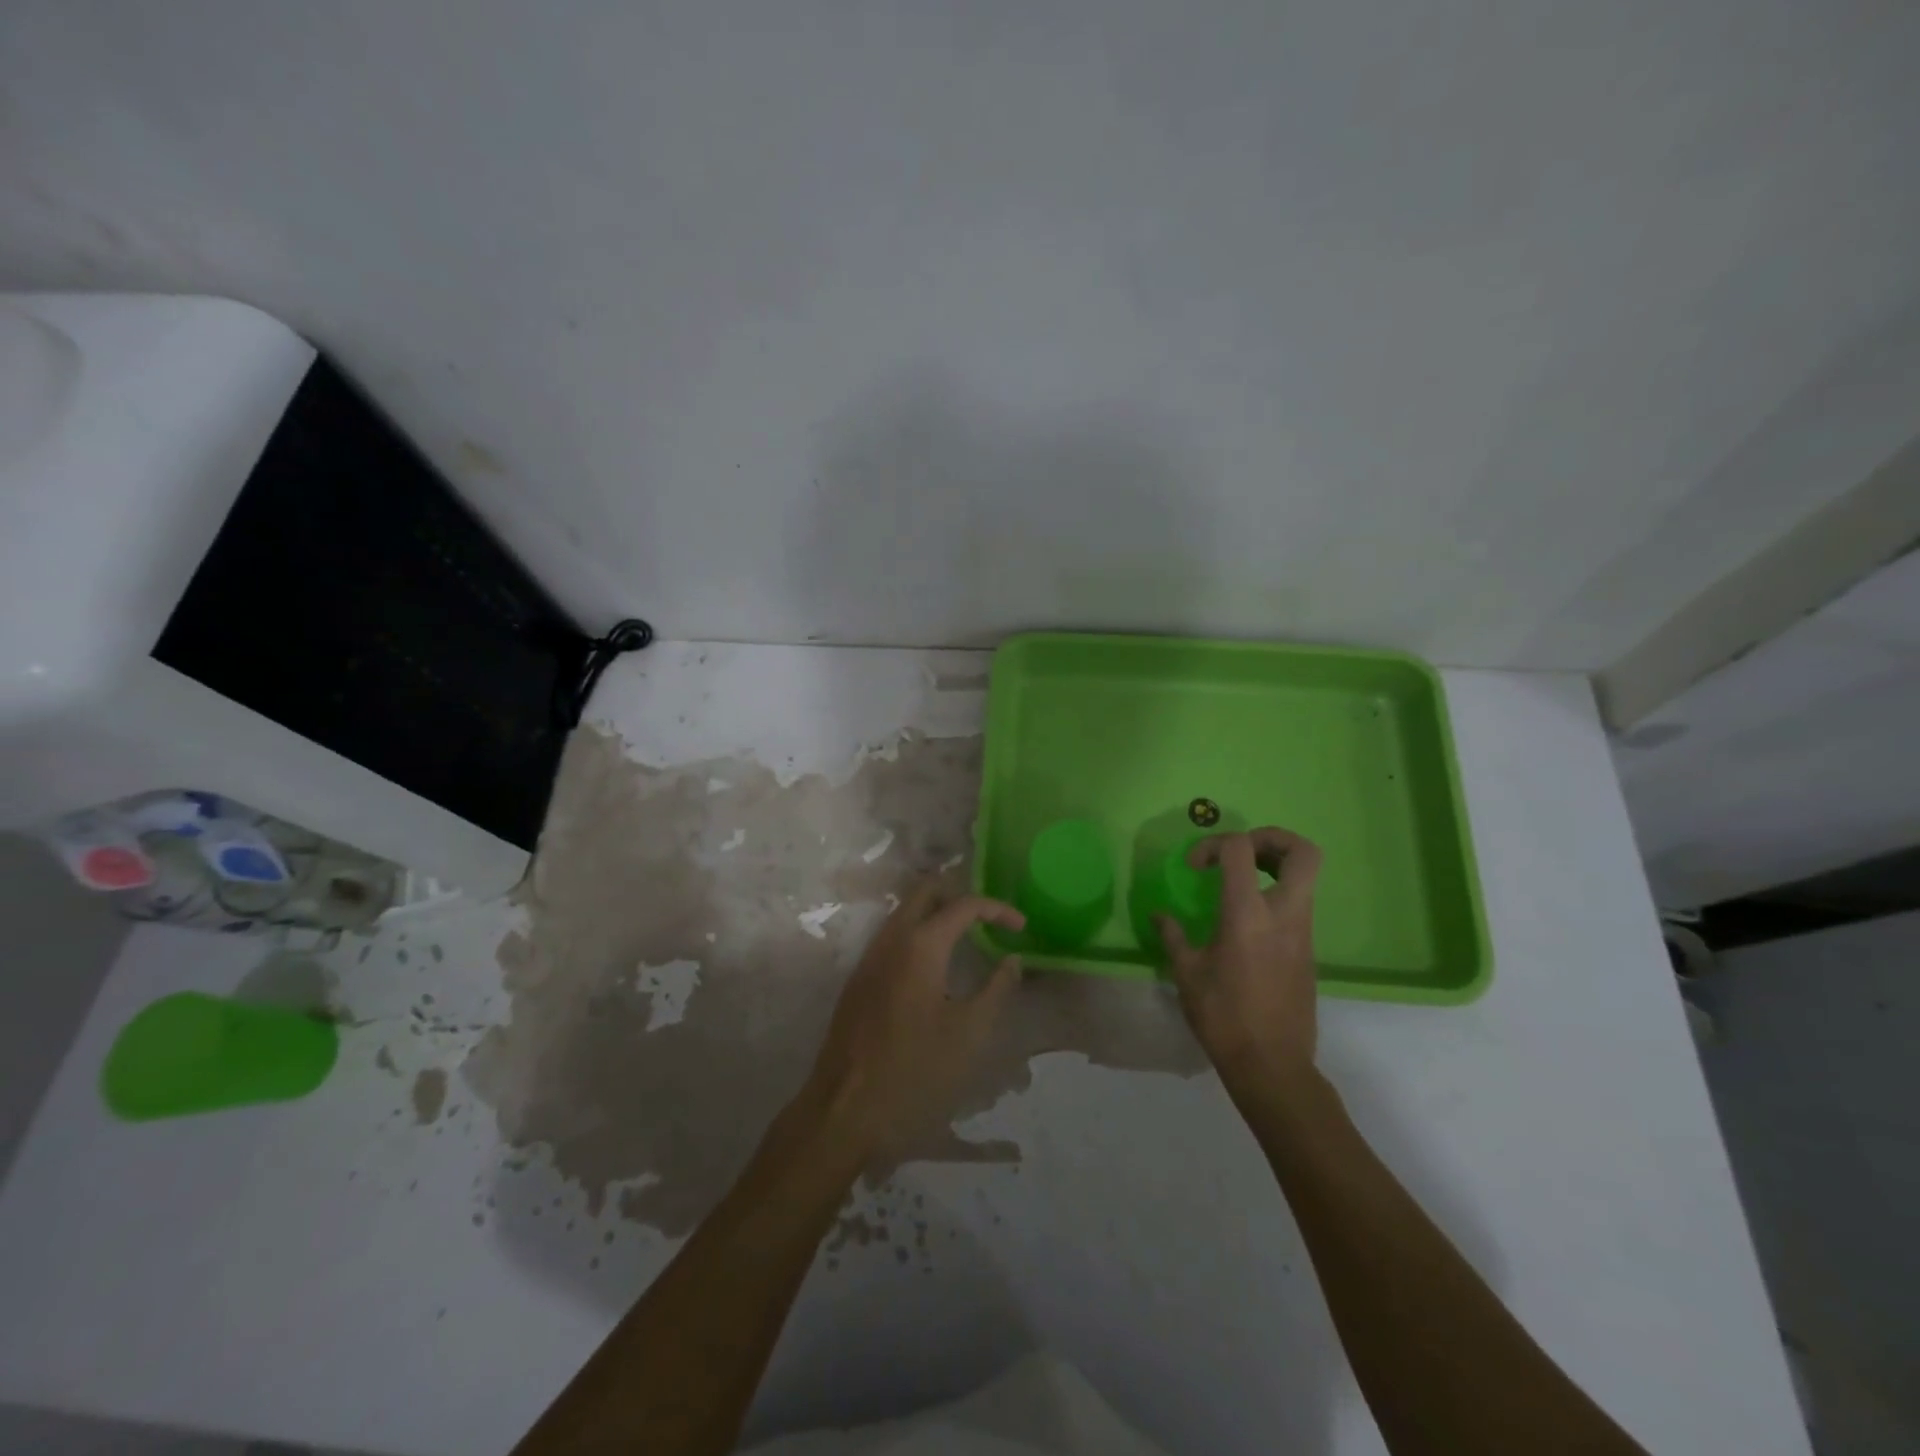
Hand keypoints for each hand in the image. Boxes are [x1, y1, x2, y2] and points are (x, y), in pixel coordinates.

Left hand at [801, 881, 1024, 1159]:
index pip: (964, 904)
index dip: (997, 909)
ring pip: (904, 910)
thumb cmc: (914, 1072)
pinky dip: (918, 932)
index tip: (1022, 928)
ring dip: (937, 911)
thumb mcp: (969, 1034)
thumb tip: (1012, 960)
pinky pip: (892, 935)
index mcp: (920, 945)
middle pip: (925, 890)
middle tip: (989, 919)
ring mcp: (869, 957)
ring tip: (968, 936)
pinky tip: (935, 964)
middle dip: (960, 895)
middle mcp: (890, 939)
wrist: (843, 1110)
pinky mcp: (858, 979)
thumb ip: (996, 989)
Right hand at [1158, 828, 1322, 1093]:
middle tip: (1241, 851)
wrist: (1272, 1066)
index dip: (1214, 844)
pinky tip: (1245, 920)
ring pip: (1306, 877)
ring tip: (1239, 879)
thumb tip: (1159, 915)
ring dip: (1274, 865)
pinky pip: (1299, 904)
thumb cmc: (1224, 1017)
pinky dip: (1275, 894)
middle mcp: (1284, 914)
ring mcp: (1303, 932)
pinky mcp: (1308, 950)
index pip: (1240, 849)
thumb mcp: (1187, 973)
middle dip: (1272, 838)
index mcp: (1248, 914)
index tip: (1195, 867)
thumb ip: (1173, 936)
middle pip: (1303, 852)